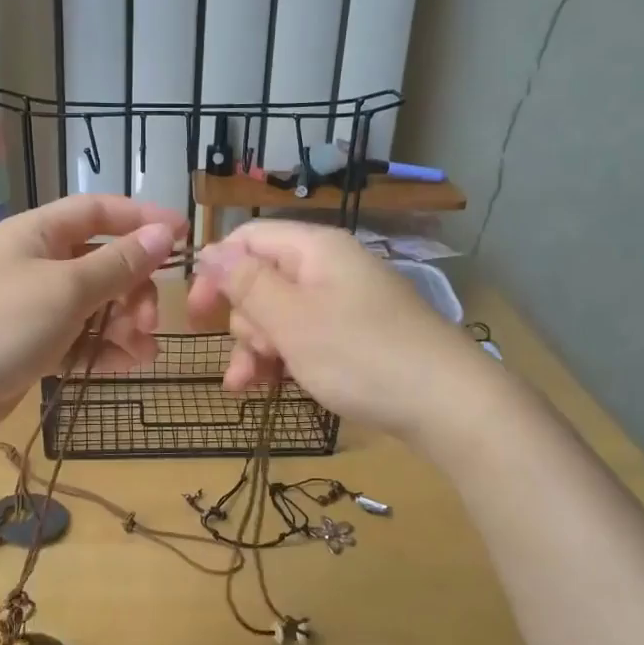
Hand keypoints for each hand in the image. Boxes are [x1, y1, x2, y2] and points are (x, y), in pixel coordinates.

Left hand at [0, 195, 184, 447]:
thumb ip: (119, 264)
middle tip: (149, 320)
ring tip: (144, 352)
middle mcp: (35, 264)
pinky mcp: (29, 347)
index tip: (183, 236)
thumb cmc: (0, 325)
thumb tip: (164, 234)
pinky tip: (128, 365)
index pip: (98, 211)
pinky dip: (103, 349)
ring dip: (124, 324)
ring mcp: (31, 308)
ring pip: (93, 305)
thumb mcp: (67, 289)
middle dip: (133, 288)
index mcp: (37, 234)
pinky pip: (78, 339)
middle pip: (101, 263)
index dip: (141, 219)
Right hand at [187, 221, 469, 435]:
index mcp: (314, 249)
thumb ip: (246, 283)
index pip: (247, 240)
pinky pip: (305, 336)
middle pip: (261, 280)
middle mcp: (329, 268)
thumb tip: (208, 250)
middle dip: (243, 322)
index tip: (195, 316)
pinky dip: (284, 358)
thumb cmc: (360, 355)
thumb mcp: (291, 320)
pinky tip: (270, 387)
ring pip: (280, 315)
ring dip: (257, 348)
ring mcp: (345, 302)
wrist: (448, 404)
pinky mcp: (356, 335)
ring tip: (248, 386)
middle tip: (250, 356)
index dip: (215, 273)